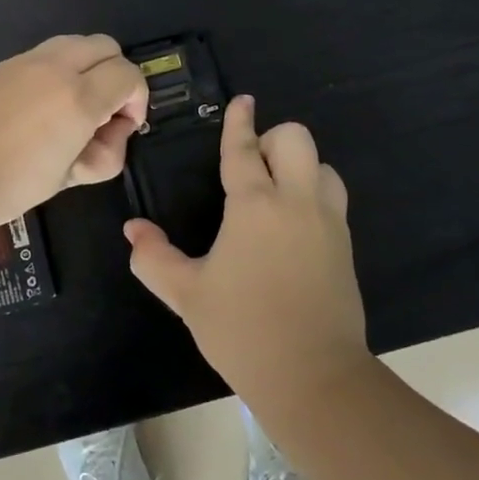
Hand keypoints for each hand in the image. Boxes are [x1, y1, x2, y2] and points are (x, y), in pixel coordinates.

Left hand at [0, 35, 147, 236]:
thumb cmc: (7, 186)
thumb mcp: (66, 179)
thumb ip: (102, 153)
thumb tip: (110, 132)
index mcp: (78, 97)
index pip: (129, 75)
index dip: (137, 99)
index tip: (124, 126)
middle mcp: (56, 67)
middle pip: (106, 46)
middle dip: (116, 74)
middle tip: (103, 111)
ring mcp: (25, 61)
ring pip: (75, 42)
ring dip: (86, 66)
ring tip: (71, 105)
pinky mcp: (1, 66)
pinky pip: (43, 55)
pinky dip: (56, 70)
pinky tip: (37, 107)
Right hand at [124, 96, 371, 406]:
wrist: (315, 378)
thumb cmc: (243, 330)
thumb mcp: (188, 295)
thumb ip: (154, 258)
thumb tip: (132, 231)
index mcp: (254, 205)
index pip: (244, 149)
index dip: (240, 122)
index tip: (242, 101)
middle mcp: (296, 201)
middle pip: (296, 140)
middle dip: (273, 139)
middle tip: (252, 167)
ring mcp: (327, 222)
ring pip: (323, 166)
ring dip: (300, 166)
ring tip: (276, 194)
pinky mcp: (346, 245)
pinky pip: (333, 198)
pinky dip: (314, 193)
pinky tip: (293, 225)